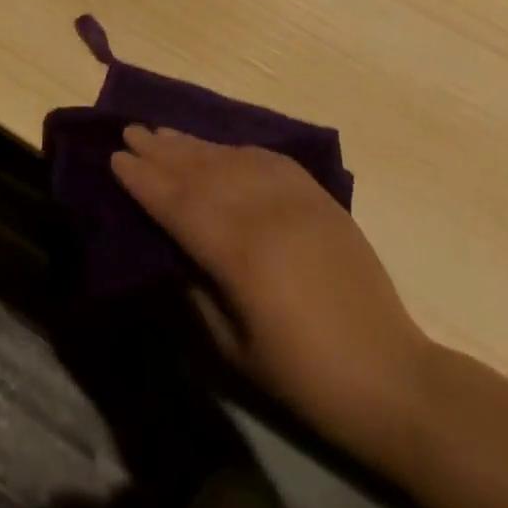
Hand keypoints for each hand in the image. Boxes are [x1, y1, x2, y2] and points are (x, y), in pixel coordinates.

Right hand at [111, 127, 431, 468]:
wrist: (391, 375)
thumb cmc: (305, 375)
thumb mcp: (235, 348)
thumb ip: (199, 292)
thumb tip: (173, 253)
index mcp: (239, 252)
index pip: (178, 203)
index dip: (144, 180)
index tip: (116, 158)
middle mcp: (263, 211)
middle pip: (201, 171)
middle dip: (161, 151)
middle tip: (130, 131)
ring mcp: (295, 198)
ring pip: (231, 158)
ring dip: (194, 144)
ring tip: (163, 132)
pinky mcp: (318, 197)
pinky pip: (269, 159)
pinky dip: (238, 149)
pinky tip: (221, 147)